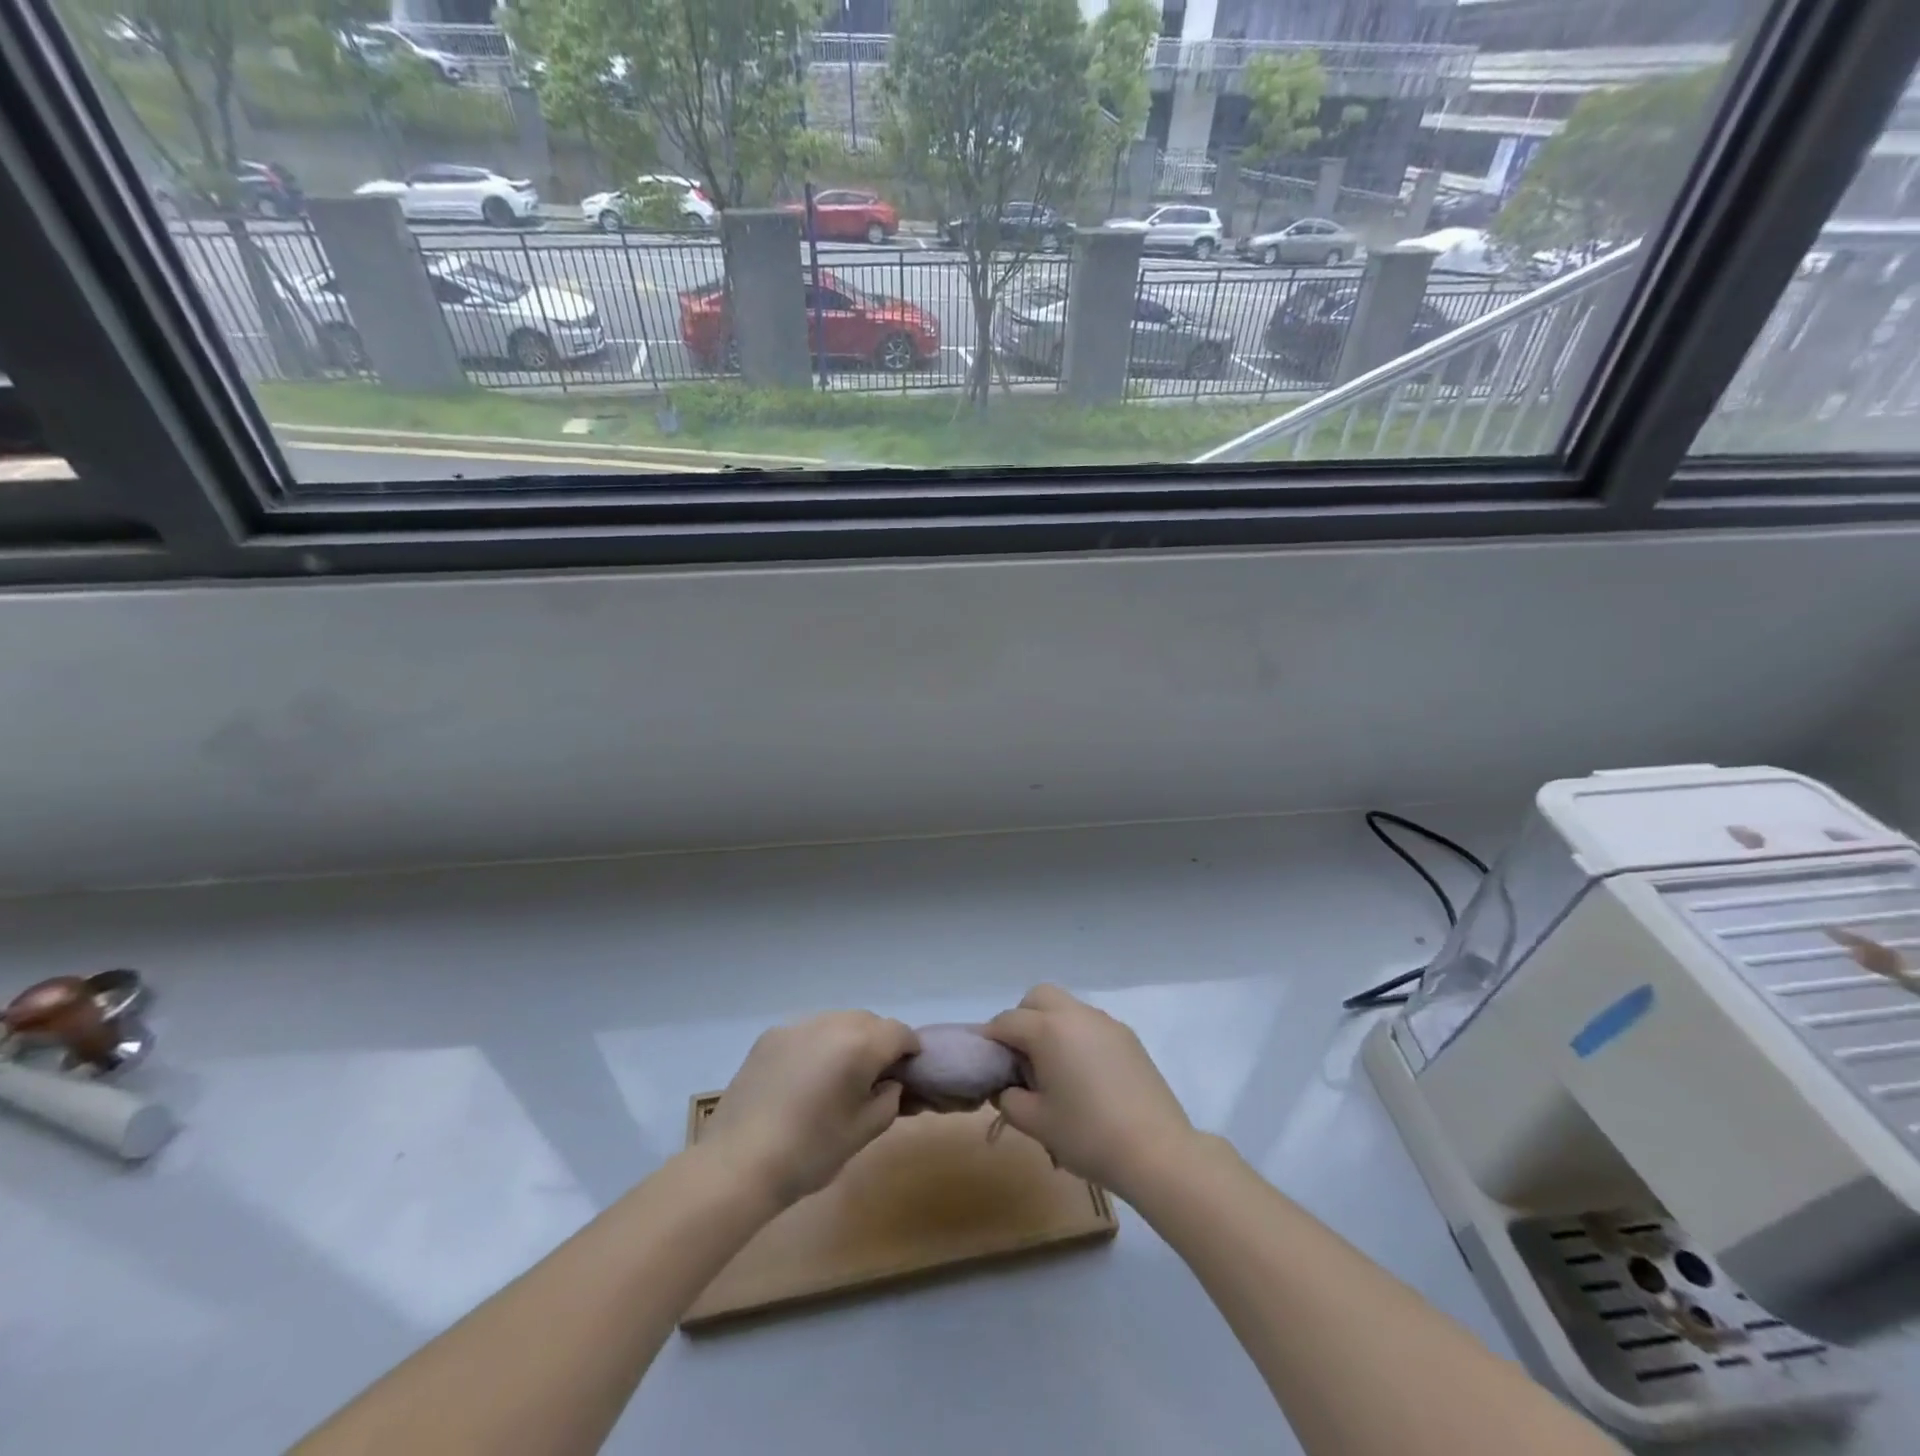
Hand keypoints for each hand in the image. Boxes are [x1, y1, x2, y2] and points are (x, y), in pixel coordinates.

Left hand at [702, 1011, 918, 1208]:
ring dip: (848, 1040)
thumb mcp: (864, 1132)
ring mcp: (797, 1026)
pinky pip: (808, 1031)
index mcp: (860, 1044)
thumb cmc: (810, 1152)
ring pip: (837, 1021)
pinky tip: (806, 1078)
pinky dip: (818, 1045)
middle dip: (879, 1042)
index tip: (908, 1073)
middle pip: (868, 1021)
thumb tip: (890, 1083)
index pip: (899, 1032)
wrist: (738, 1164)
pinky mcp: (770, 1037)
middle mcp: (831, 1023)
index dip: (909, 1050)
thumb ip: (889, 1099)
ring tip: (839, 1076)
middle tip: (875, 1077)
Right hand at [985, 985, 1194, 1201]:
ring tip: (1054, 1069)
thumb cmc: (1087, 1135)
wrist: (1157, 1151)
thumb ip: (1010, 1100)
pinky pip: (1091, 1024)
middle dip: (1022, 1018)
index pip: (1006, 1021)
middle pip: (1038, 997)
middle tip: (1021, 1058)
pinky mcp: (1129, 1037)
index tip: (989, 1064)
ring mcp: (1106, 1023)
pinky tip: (1085, 1076)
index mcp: (1048, 1029)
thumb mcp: (1036, 1123)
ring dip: (1052, 1025)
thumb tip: (1008, 1088)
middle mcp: (1076, 1015)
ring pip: (1067, 1007)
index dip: (991, 1040)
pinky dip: (1078, 1037)